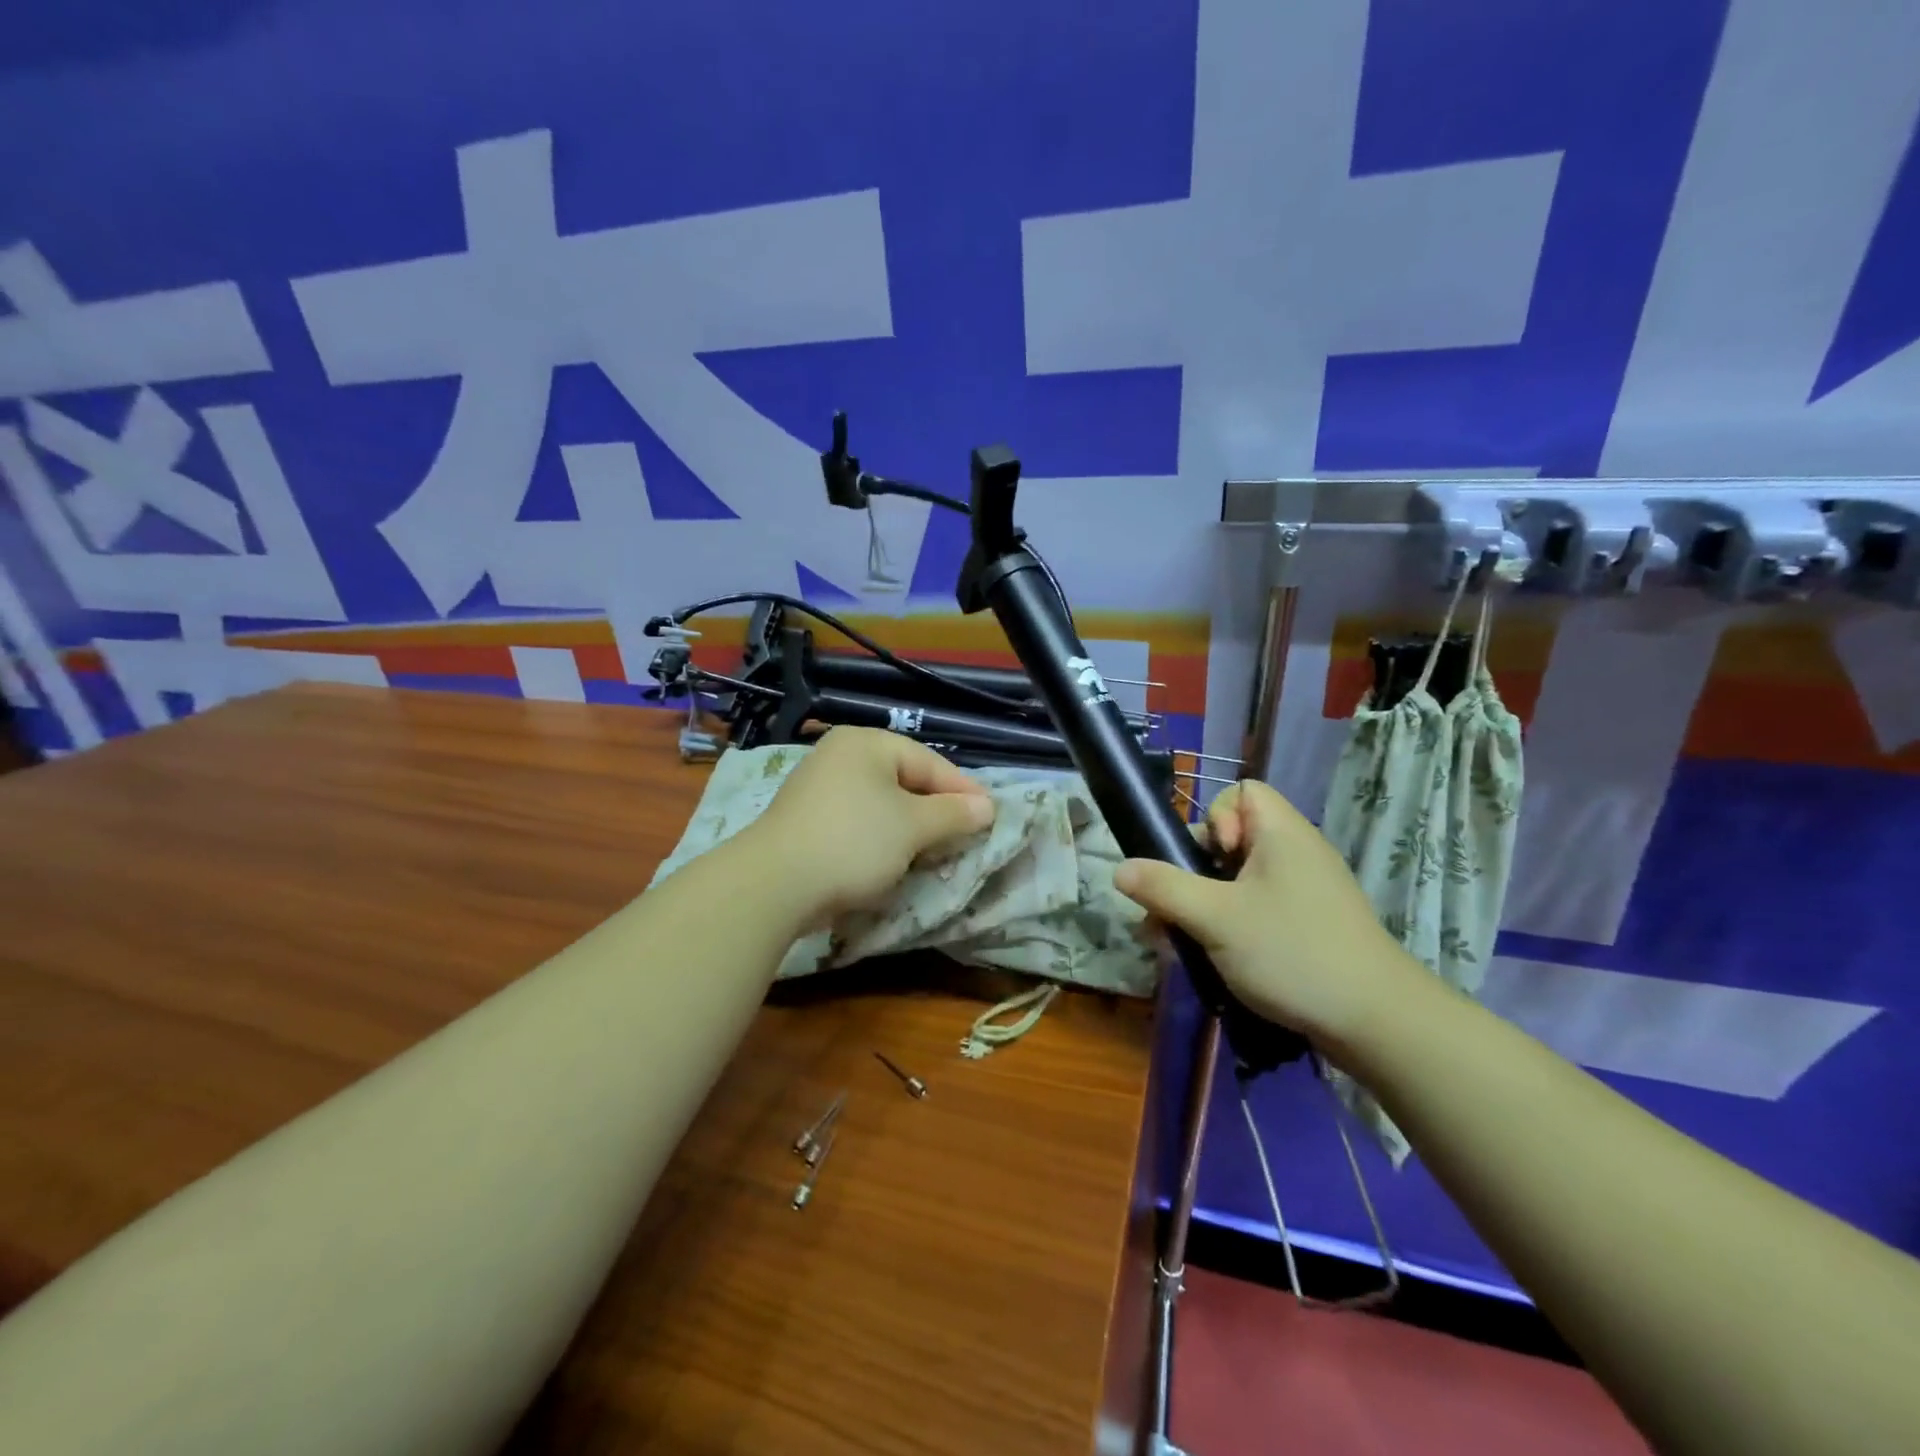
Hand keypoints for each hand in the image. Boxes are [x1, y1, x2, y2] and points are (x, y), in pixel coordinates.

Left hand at [743, 728, 994, 920]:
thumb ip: (954, 813)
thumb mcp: (913, 827)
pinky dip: (879, 836)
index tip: (991, 817)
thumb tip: (987, 806)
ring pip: (880, 803)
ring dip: (909, 827)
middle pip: (904, 779)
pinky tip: (890, 859)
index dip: (963, 790)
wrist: (773, 884)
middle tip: (965, 835)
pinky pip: (857, 820)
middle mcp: (840, 755)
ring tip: (933, 851)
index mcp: (867, 743)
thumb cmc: (853, 842)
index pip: (929, 762)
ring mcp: (817, 786)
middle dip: (936, 810)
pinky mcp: (804, 818)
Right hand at [1113, 779, 1424, 1047]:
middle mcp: (1296, 853)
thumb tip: (1119, 868)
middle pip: (1231, 840)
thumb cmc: (1291, 952)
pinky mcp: (1311, 926)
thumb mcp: (1215, 918)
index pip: (1241, 793)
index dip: (1215, 819)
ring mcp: (1306, 892)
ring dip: (1206, 906)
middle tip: (1179, 911)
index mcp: (1282, 834)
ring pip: (1239, 881)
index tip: (1212, 861)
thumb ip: (1163, 888)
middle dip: (1195, 872)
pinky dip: (1232, 927)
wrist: (1377, 1023)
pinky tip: (1214, 961)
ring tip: (1182, 944)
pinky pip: (1259, 909)